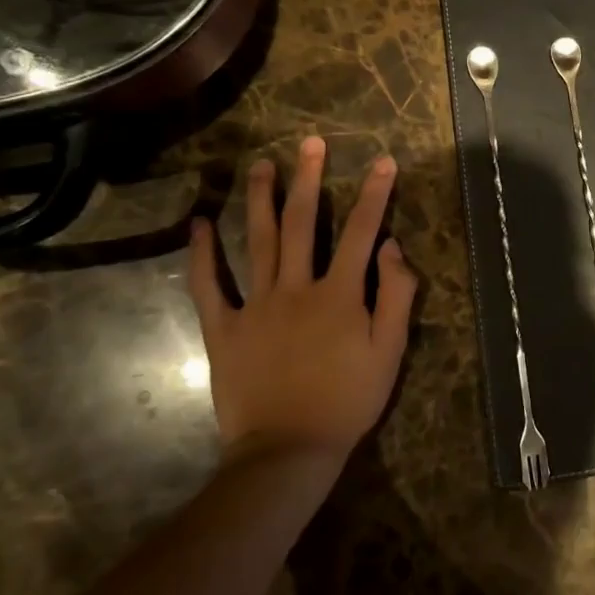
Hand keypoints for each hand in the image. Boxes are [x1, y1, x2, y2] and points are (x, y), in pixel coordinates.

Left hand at [186, 136, 417, 465]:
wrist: (288, 451)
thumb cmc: (347, 400)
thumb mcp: (389, 351)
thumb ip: (396, 295)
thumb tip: (392, 246)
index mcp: (339, 294)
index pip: (360, 232)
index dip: (374, 194)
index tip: (383, 161)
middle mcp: (296, 288)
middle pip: (302, 223)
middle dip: (309, 179)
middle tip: (309, 143)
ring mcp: (255, 306)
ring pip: (256, 242)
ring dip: (259, 200)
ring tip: (259, 164)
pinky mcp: (224, 329)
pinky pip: (208, 287)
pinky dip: (201, 255)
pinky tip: (199, 224)